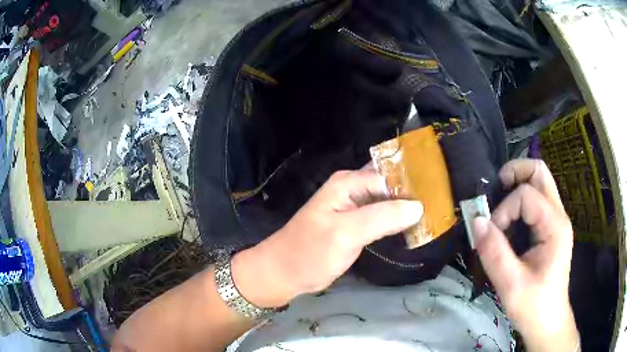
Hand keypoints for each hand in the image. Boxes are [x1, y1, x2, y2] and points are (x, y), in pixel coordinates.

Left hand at [231, 168, 423, 307]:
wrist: (285, 273)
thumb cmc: (310, 252)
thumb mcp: (346, 233)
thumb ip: (382, 217)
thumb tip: (418, 206)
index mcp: (349, 182)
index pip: (390, 174)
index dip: (414, 182)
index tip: (440, 191)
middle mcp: (353, 189)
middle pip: (391, 185)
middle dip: (414, 192)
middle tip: (442, 202)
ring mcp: (355, 208)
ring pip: (388, 202)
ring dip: (407, 207)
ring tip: (436, 213)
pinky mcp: (356, 225)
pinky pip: (382, 217)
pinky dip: (397, 220)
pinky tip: (415, 226)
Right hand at [471, 159, 579, 351]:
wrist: (548, 322)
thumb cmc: (533, 307)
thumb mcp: (511, 285)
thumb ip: (494, 252)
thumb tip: (476, 221)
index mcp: (555, 227)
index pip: (526, 195)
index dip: (503, 209)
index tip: (491, 235)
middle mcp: (558, 215)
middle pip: (539, 172)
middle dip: (514, 173)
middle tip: (494, 191)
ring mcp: (556, 220)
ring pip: (538, 181)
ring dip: (516, 185)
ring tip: (499, 205)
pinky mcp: (550, 228)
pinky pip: (536, 199)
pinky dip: (519, 200)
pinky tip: (508, 221)